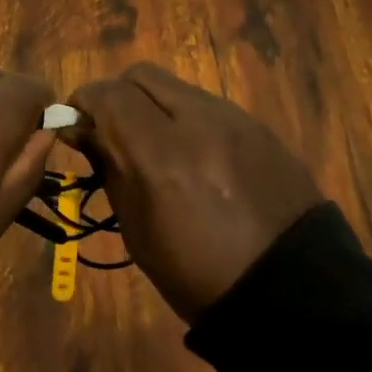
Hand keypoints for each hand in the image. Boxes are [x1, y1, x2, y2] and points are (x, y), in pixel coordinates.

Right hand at [70, 63, 323, 320]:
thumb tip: (84, 131)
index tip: (76, 126)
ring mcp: (234, 120)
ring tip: (153, 142)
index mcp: (162, 157)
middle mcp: (198, 123)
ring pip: (175, 85)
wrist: (294, 296)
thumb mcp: (139, 232)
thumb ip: (110, 169)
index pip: (108, 95)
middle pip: (140, 75)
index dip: (83, 102)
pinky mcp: (258, 126)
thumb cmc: (201, 277)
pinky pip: (207, 104)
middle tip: (111, 129)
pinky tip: (192, 153)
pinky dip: (185, 116)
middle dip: (116, 94)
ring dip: (152, 103)